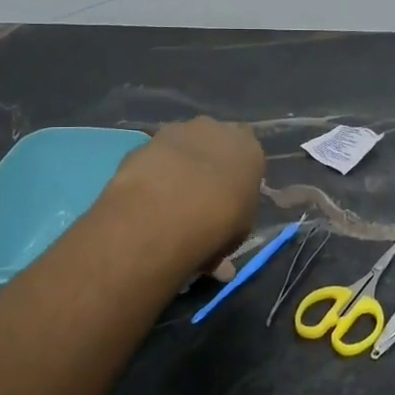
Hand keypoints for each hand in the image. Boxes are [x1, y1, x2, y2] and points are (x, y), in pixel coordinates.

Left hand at [105, 117, 263, 270]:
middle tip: (198, 198)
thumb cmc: (219, 223)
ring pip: (181, 146)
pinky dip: (151, 173)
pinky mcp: (145, 141)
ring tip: (167, 202)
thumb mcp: (236, 236)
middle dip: (207, 163)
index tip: (230, 197)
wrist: (167, 210)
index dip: (237, 175)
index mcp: (250, 149)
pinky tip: (146, 199)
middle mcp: (217, 130)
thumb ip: (230, 234)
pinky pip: (154, 157)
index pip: (248, 154)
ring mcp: (178, 131)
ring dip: (177, 166)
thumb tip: (221, 264)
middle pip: (214, 142)